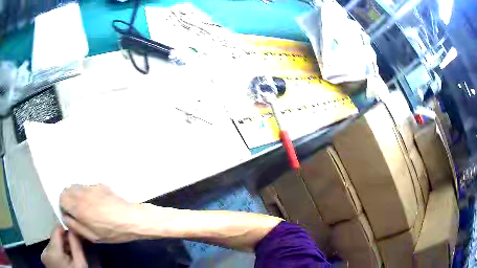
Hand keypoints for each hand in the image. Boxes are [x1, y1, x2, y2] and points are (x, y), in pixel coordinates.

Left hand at [41, 227, 86, 267]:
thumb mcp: (80, 263)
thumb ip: (76, 245)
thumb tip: (73, 228)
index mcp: (52, 252)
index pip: (56, 231)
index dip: (64, 230)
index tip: (73, 233)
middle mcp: (44, 251)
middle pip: (54, 240)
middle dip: (63, 243)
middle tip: (73, 250)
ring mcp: (43, 256)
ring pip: (52, 246)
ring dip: (60, 249)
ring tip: (69, 257)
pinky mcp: (44, 260)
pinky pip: (50, 252)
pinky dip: (57, 254)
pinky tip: (64, 261)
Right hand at [60, 184, 144, 242]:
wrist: (133, 218)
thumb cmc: (113, 231)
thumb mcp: (93, 236)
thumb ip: (75, 226)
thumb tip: (65, 216)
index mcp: (78, 206)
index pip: (61, 198)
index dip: (64, 206)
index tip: (70, 214)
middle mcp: (82, 193)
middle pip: (67, 190)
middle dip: (69, 200)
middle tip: (78, 211)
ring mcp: (92, 186)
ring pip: (77, 187)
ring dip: (77, 195)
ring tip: (88, 208)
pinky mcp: (101, 184)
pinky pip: (88, 187)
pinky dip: (88, 193)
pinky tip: (98, 203)